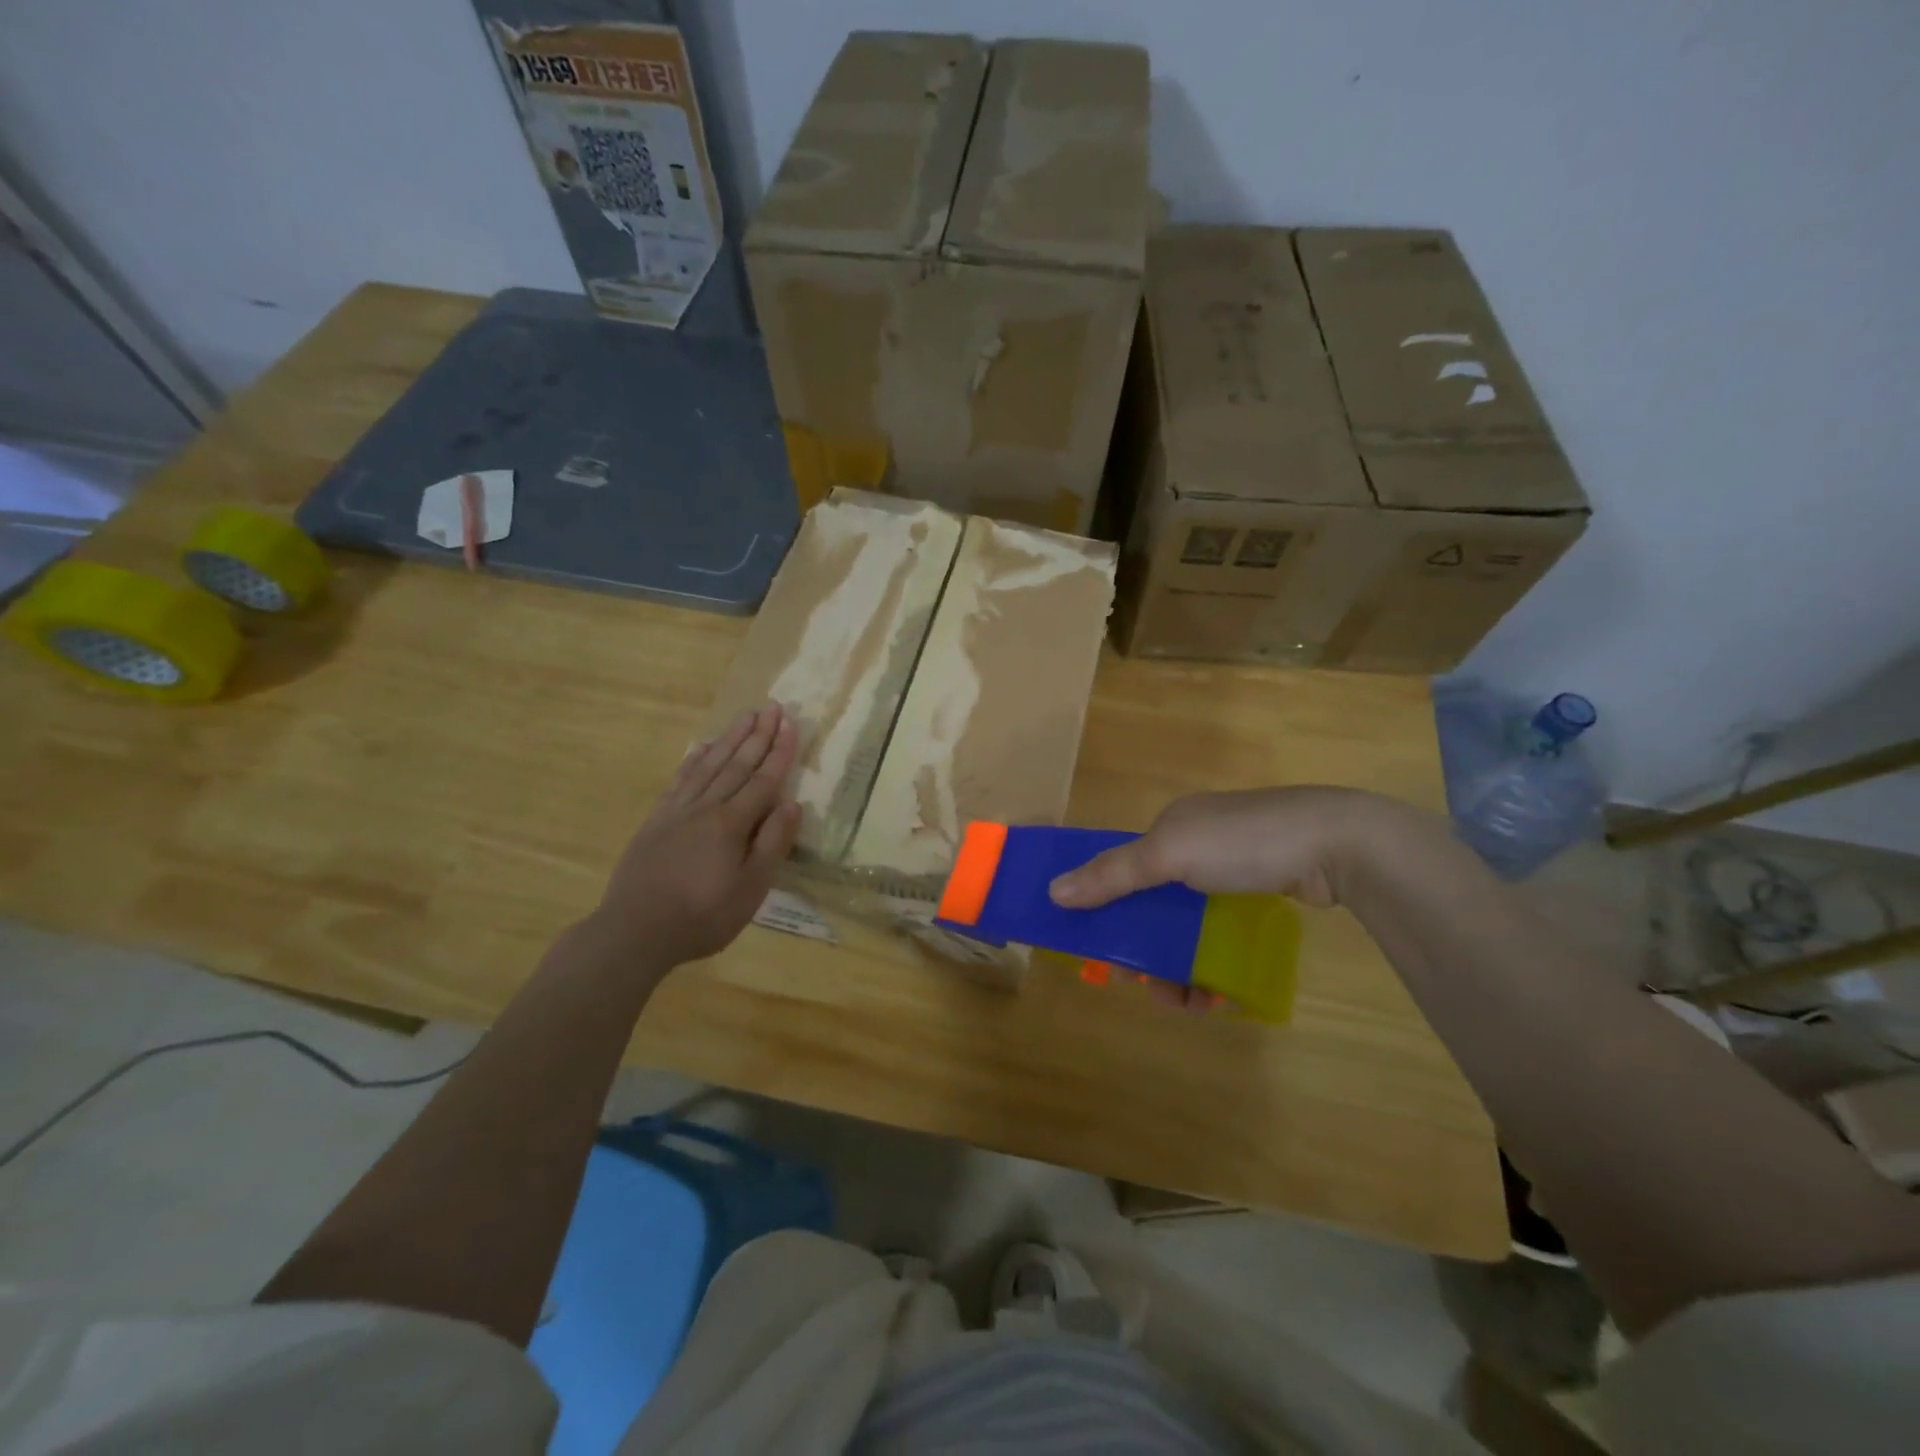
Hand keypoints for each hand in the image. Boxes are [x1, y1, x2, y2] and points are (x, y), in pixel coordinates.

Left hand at [589, 702, 800, 970]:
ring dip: (730, 739)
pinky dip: (693, 760)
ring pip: (709, 765)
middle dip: (758, 734)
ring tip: (745, 716)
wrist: (635, 931)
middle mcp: (706, 807)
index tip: (791, 723)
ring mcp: (678, 811)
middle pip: (737, 764)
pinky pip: (680, 780)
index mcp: (733, 823)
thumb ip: (772, 843)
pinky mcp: (656, 820)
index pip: (764, 780)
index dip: (780, 751)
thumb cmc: (703, 916)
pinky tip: (701, 747)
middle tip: (772, 706)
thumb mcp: (750, 888)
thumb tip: (792, 803)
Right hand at [1048, 787, 1403, 1012]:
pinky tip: (1217, 995)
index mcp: (1170, 829)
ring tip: (1185, 1003)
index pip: (1122, 868)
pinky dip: (1213, 964)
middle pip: (1153, 904)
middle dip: (1145, 948)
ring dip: (1178, 966)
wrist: (1337, 844)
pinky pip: (1221, 935)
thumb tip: (1053, 891)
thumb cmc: (1243, 843)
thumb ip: (1113, 874)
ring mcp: (1232, 873)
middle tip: (1145, 985)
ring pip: (1188, 926)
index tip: (1101, 949)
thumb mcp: (1170, 854)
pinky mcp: (1262, 895)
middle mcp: (1196, 847)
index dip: (1106, 907)